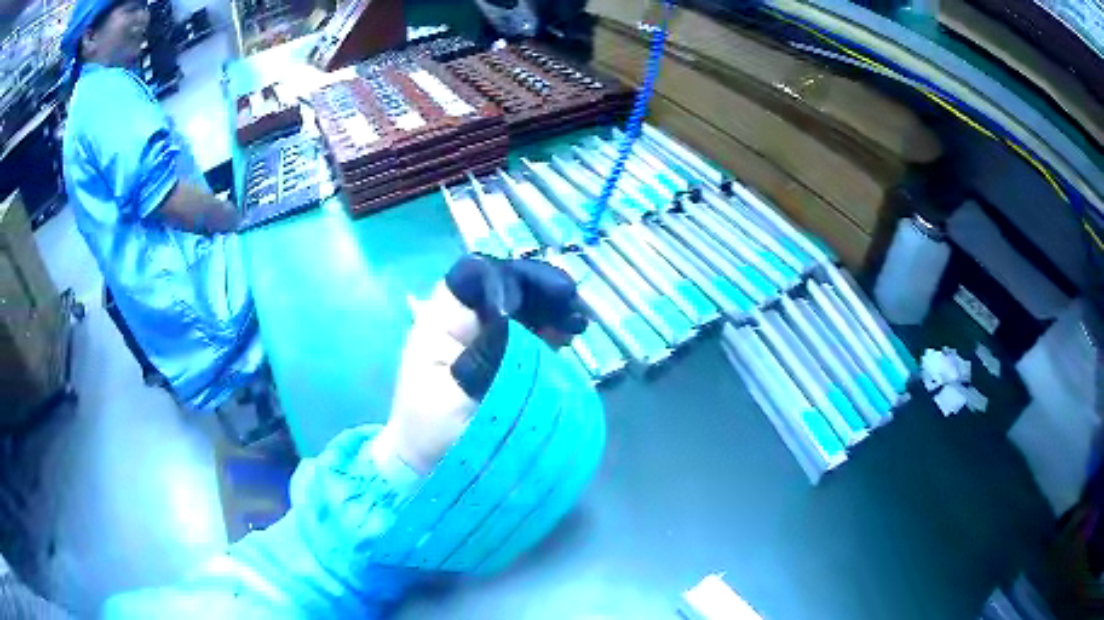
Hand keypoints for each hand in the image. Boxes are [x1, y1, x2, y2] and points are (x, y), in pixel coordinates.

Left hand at [383, 255, 585, 474]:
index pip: (475, 276)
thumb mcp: (456, 396)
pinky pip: (524, 332)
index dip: (513, 277)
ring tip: (577, 324)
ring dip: (548, 308)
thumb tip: (512, 317)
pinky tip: (568, 336)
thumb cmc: (433, 433)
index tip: (551, 294)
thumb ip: (484, 355)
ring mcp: (480, 340)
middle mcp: (461, 323)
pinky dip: (548, 329)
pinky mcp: (496, 359)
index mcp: (441, 323)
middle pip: (502, 286)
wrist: (427, 466)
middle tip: (573, 306)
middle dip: (540, 289)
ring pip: (517, 306)